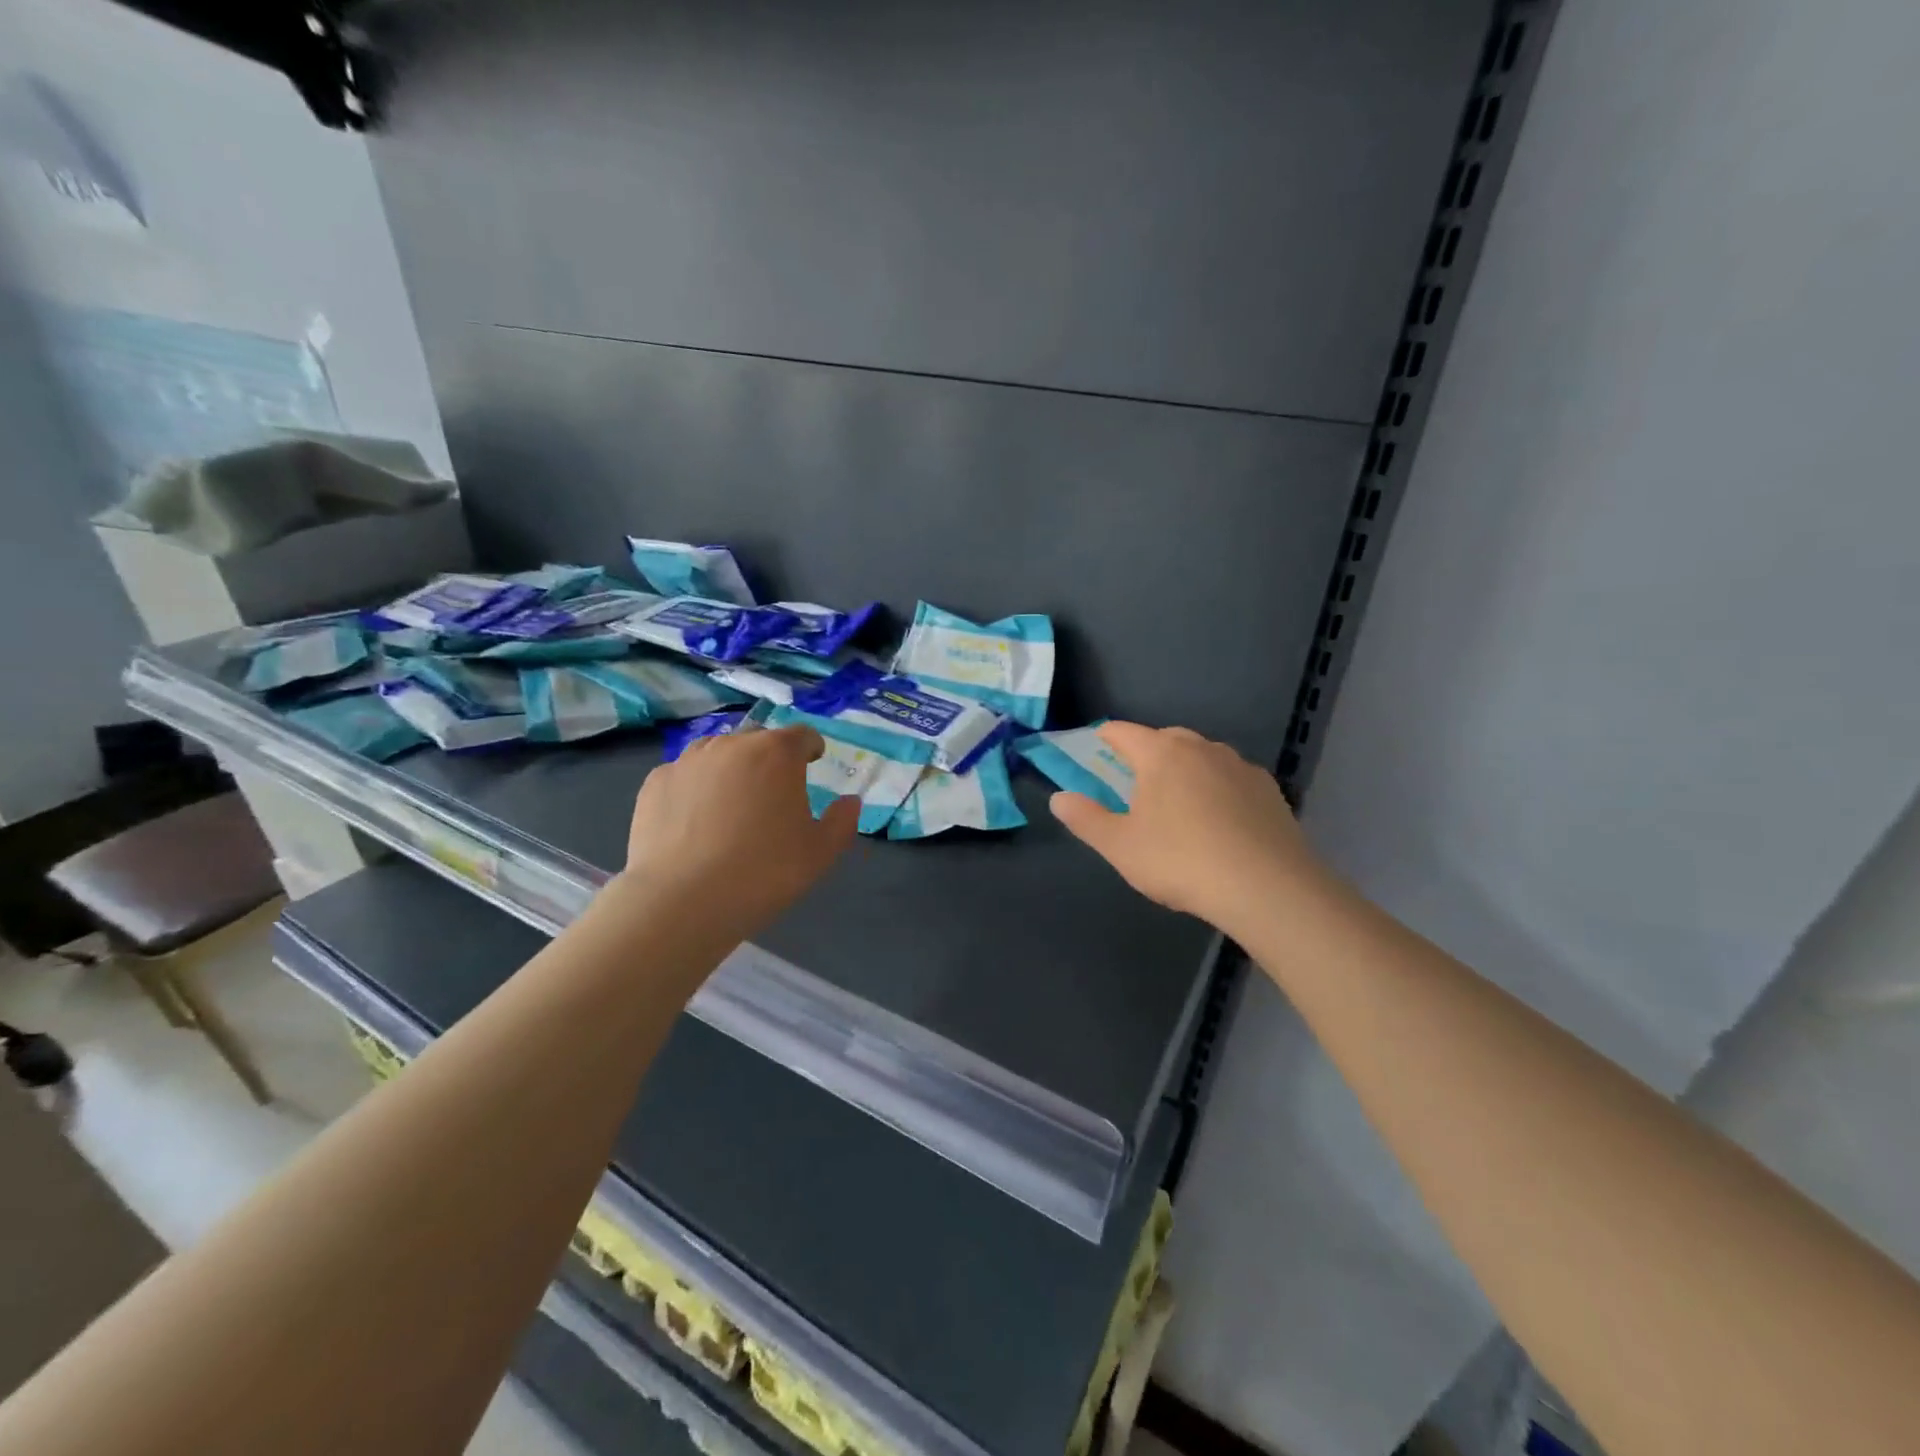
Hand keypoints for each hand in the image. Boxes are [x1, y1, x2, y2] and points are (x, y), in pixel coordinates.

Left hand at [615, 725, 859, 943]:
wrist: (681, 901)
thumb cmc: (763, 872)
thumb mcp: (820, 853)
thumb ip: (842, 822)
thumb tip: (850, 802)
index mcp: (777, 754)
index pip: (801, 735)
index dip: (810, 748)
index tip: (812, 763)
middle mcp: (732, 745)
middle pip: (758, 740)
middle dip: (769, 759)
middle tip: (772, 794)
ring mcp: (688, 761)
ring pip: (717, 753)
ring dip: (730, 769)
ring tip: (731, 804)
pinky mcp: (655, 783)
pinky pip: (684, 776)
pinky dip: (695, 789)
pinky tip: (694, 821)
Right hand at [1049, 722, 1321, 936]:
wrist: (1266, 887)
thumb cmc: (1180, 861)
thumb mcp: (1119, 846)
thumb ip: (1085, 819)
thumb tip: (1059, 798)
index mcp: (1161, 754)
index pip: (1123, 732)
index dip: (1106, 737)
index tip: (1097, 746)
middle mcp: (1201, 748)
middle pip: (1165, 739)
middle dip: (1147, 753)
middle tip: (1136, 782)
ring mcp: (1239, 766)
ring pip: (1202, 756)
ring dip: (1186, 769)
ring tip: (1179, 802)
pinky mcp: (1269, 790)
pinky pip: (1232, 778)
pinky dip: (1218, 788)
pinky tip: (1220, 820)